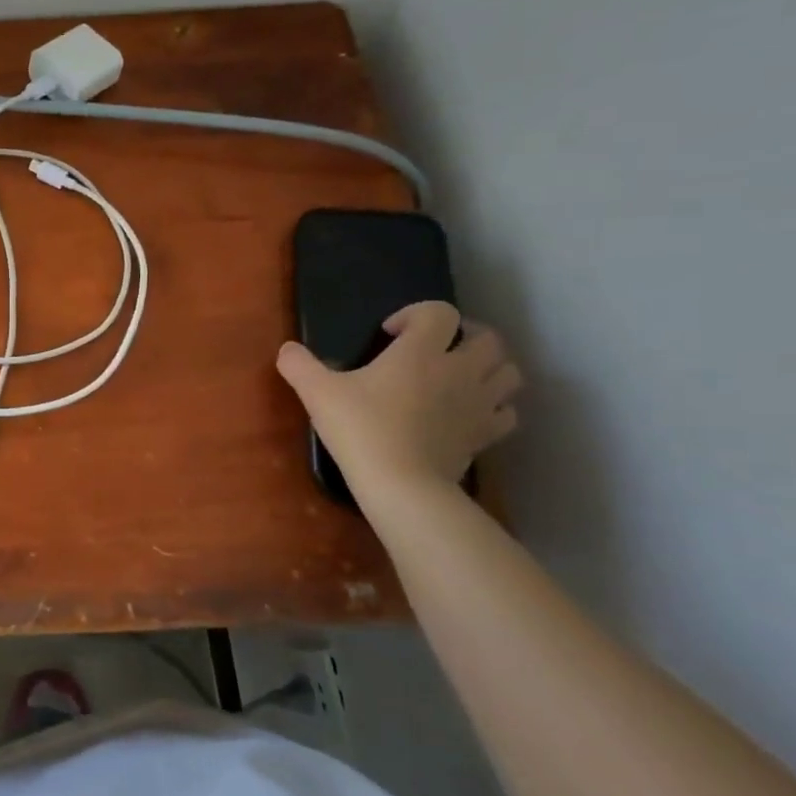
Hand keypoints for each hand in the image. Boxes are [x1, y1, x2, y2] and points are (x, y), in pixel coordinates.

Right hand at [275, 302, 522, 492]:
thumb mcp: (317, 392)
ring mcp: (478, 403)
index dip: (416, 314)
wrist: (400, 484)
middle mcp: (459, 370)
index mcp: (421, 352)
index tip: (390, 334)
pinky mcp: (486, 435)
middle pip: (489, 338)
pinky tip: (469, 412)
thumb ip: (299, 365)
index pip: (440, 312)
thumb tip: (287, 349)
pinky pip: (507, 412)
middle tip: (435, 349)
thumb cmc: (360, 429)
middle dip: (465, 336)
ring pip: (508, 372)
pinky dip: (494, 406)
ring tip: (459, 377)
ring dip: (488, 368)